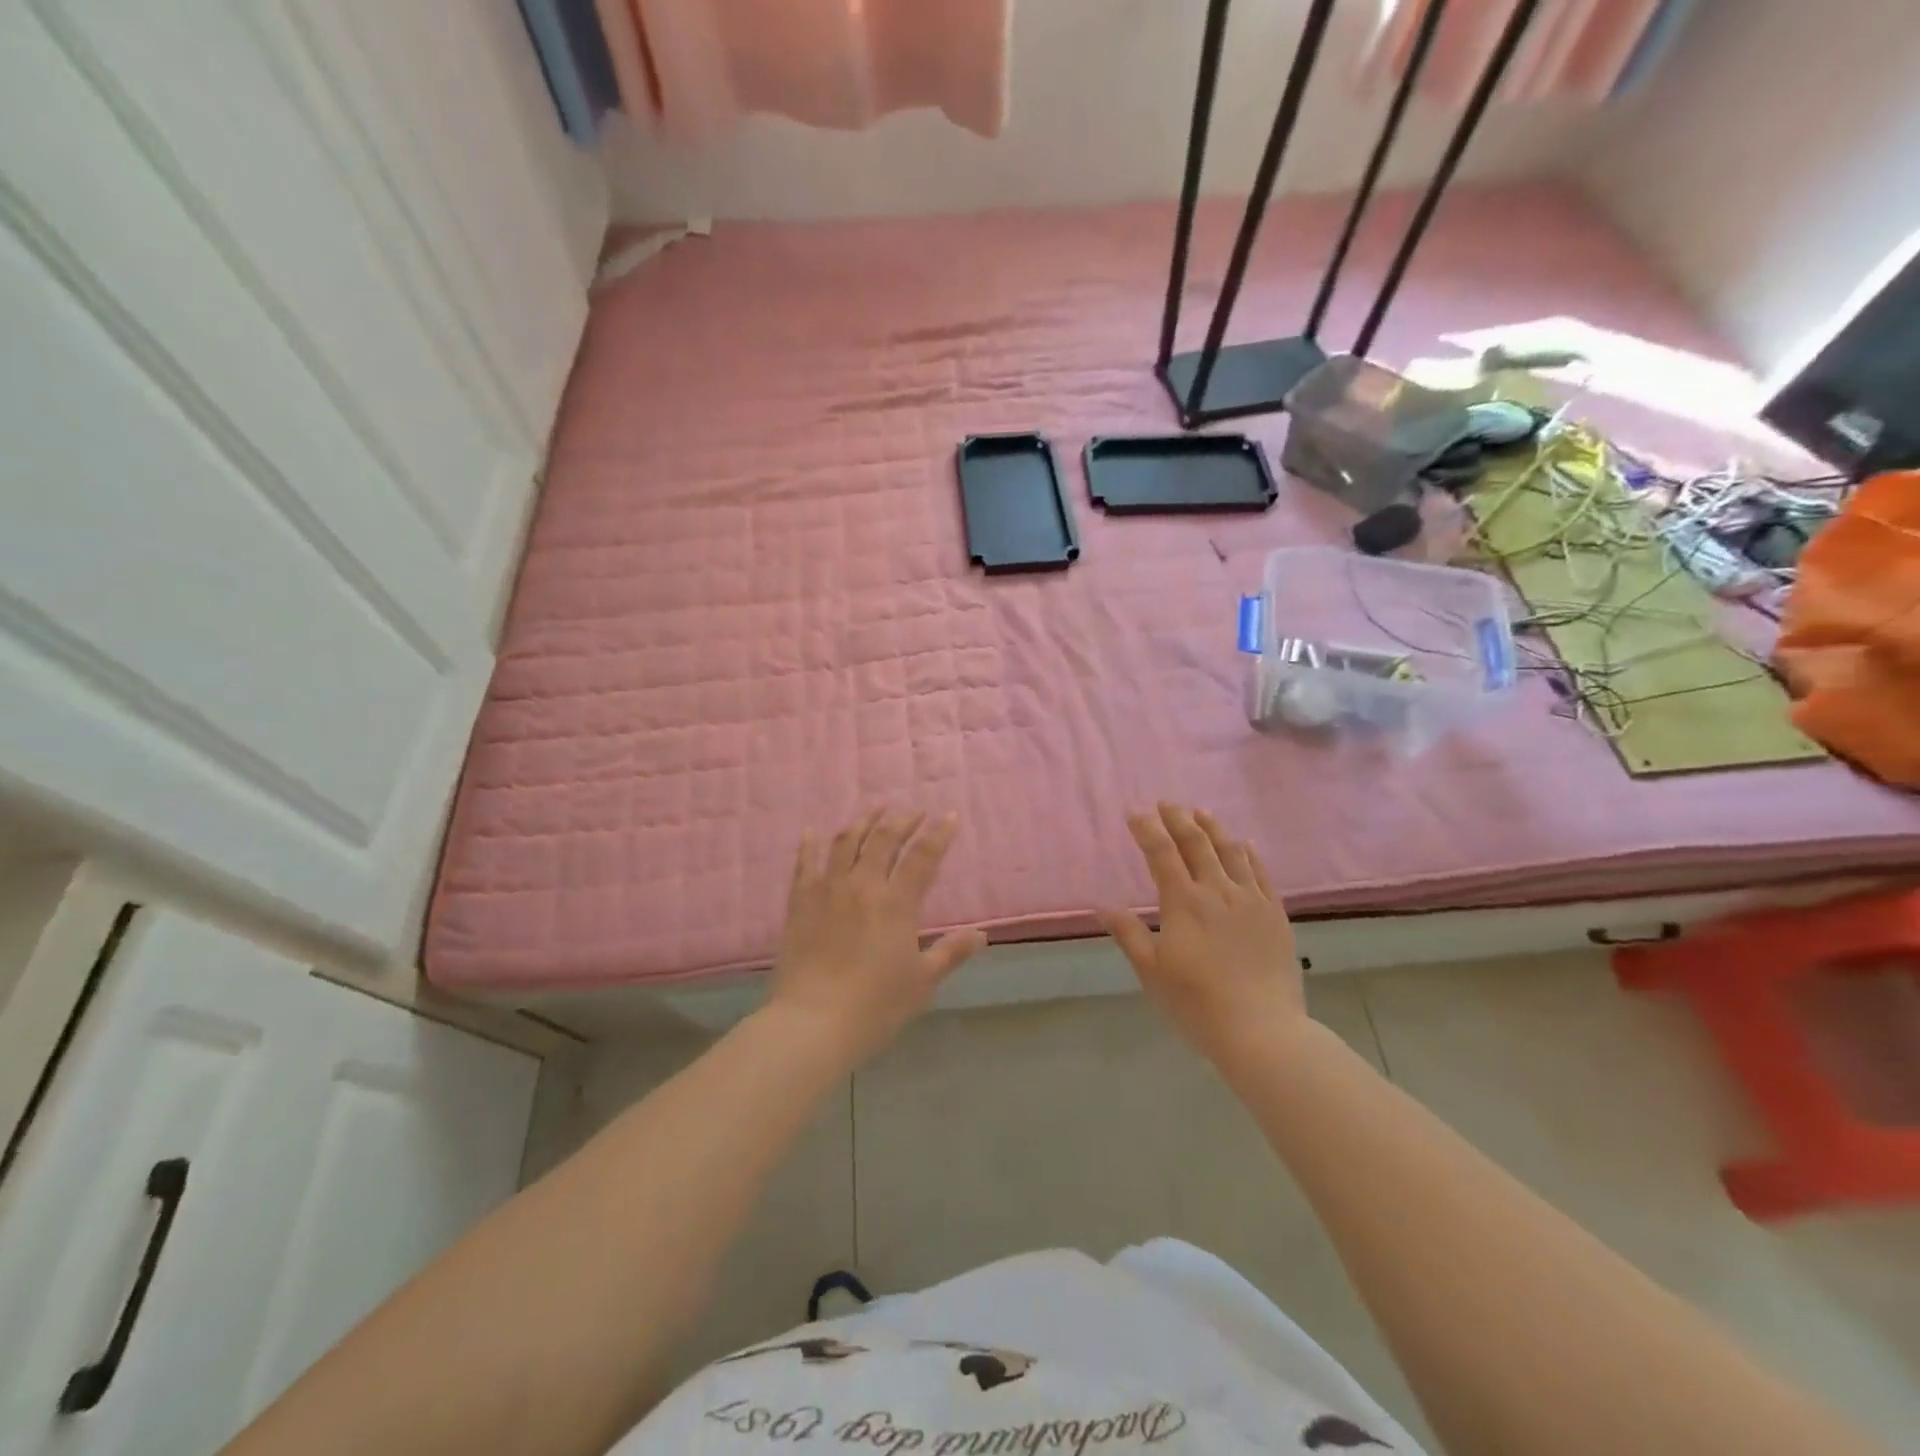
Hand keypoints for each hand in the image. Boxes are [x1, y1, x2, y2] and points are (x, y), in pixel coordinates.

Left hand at [768, 809, 987, 1063]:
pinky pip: (804, 864)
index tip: (950, 816)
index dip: (938, 834)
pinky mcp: (799, 903)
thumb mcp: (922, 982)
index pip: (922, 857)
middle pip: (883, 840)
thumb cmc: (874, 1007)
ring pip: (846, 843)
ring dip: (863, 822)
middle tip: (914, 812)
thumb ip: (950, 953)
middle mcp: (862, 887)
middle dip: (902, 820)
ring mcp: (827, 891)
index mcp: (895, 904)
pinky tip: (811, 830)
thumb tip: (981, 934)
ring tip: (875, 811)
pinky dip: (809, 844)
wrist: (811, 1024)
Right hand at [1100, 803, 1305, 1060]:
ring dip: (1213, 828)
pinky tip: (1245, 844)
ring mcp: (1251, 901)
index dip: (1147, 829)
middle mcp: (1218, 891)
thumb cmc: (1198, 1004)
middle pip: (1196, 843)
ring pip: (1231, 852)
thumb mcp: (1152, 972)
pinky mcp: (1276, 915)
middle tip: (1167, 803)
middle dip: (1179, 819)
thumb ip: (1129, 935)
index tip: (1135, 811)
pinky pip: (1262, 874)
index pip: (1161, 853)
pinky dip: (1250, 854)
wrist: (1263, 1031)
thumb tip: (1103, 906)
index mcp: (1184, 902)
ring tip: (1201, 812)